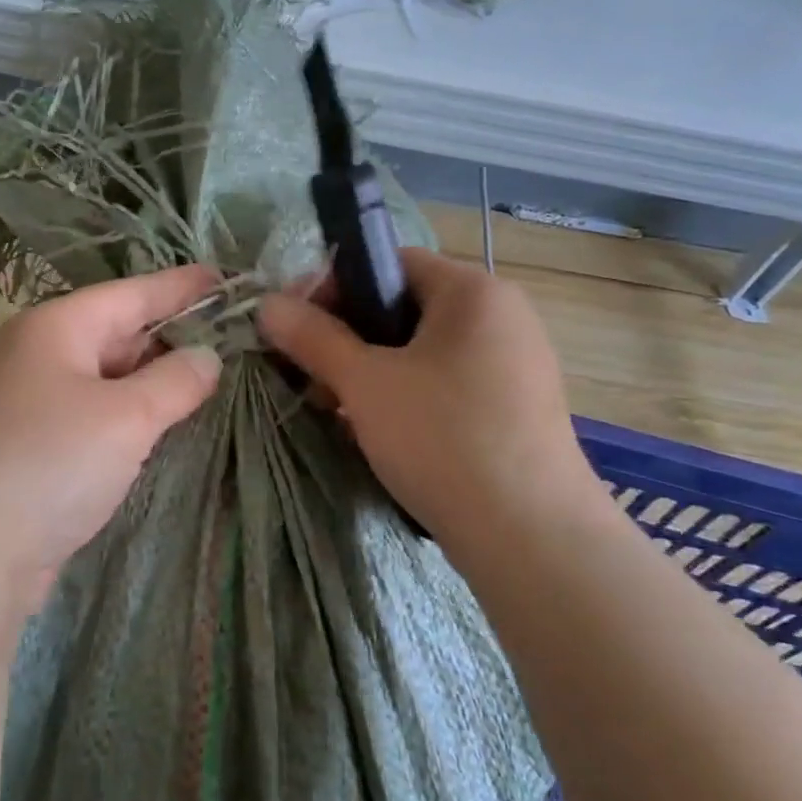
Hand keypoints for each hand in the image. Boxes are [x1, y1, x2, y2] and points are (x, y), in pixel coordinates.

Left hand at [0, 267, 223, 614]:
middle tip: (229, 338)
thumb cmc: (49, 463)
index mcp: (55, 328)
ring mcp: (26, 404)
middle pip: (115, 332)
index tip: (226, 278)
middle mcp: (35, 356)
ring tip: (204, 378)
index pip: (132, 293)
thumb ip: (175, 381)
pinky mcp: (26, 449)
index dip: (181, 286)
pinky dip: (125, 415)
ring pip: (102, 378)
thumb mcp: (126, 417)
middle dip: (169, 335)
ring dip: (149, 379)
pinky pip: (89, 415)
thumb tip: (206, 356)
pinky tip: (155, 425)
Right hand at [259, 249, 599, 556]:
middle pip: (402, 307)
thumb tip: (268, 305)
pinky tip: (378, 432)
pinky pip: (445, 382)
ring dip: (370, 371)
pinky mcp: (514, 406)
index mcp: (472, 290)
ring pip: (421, 350)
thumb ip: (314, 337)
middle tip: (307, 375)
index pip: (387, 262)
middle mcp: (501, 315)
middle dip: (345, 337)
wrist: (533, 538)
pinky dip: (405, 395)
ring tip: (334, 409)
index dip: (331, 287)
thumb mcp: (365, 384)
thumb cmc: (444, 439)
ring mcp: (513, 363)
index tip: (291, 326)